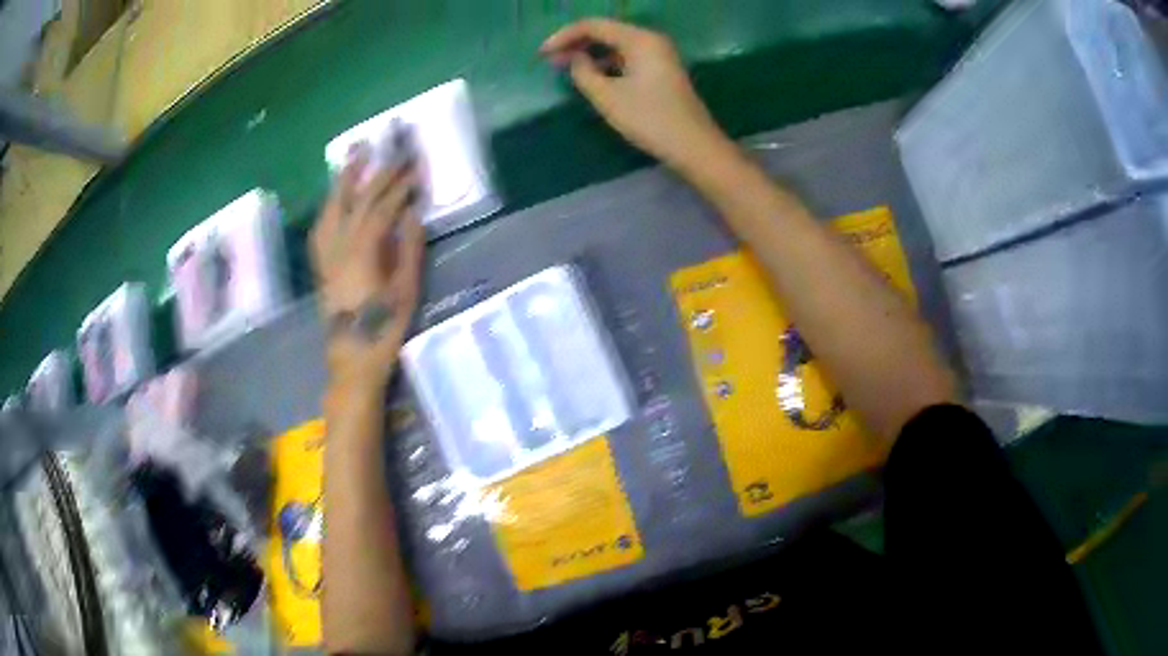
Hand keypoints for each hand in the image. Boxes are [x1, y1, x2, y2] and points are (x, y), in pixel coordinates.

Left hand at [311, 149, 424, 390]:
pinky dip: (330, 203)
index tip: (415, 168)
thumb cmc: (383, 328)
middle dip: (376, 173)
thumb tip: (413, 214)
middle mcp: (339, 247)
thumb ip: (409, 249)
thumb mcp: (406, 291)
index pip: (380, 209)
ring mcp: (326, 254)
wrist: (352, 357)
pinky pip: (322, 224)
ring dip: (344, 178)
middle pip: (356, 201)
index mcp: (363, 254)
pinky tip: (336, 195)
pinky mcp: (321, 263)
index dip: (398, 187)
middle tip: (391, 149)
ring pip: (332, 207)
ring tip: (355, 153)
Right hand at [541, 18, 730, 170]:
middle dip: (576, 44)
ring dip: (590, 54)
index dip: (564, 37)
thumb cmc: (651, 120)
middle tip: (550, 61)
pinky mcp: (661, 70)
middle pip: (605, 32)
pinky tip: (591, 77)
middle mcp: (650, 40)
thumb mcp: (608, 97)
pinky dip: (606, 64)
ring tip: (565, 69)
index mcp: (640, 39)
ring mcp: (658, 55)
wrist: (695, 146)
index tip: (542, 55)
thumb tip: (575, 59)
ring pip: (615, 45)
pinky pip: (626, 58)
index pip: (593, 25)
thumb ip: (583, 73)